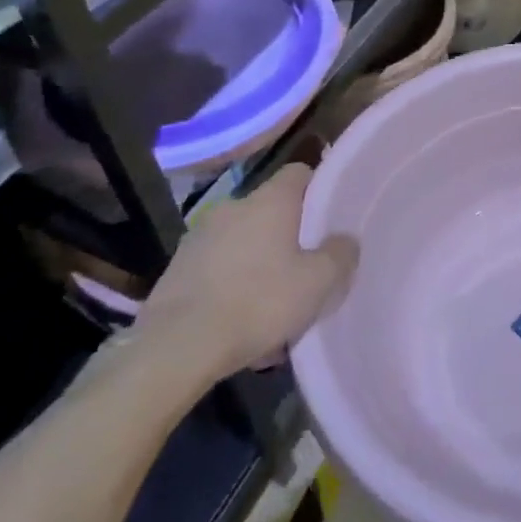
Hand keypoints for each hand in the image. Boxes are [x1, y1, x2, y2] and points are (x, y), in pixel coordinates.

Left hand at [133, 164, 356, 382]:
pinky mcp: (176, 271)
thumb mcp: (319, 282)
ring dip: (260, 264)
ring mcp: (199, 238)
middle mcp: (233, 207)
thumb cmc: (258, 302)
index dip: (318, 190)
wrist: (176, 348)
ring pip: (244, 243)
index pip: (300, 173)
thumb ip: (340, 253)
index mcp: (269, 200)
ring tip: (274, 306)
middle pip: (271, 211)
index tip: (330, 218)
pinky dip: (233, 287)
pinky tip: (242, 324)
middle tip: (307, 269)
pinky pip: (218, 270)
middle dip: (289, 236)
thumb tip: (344, 239)